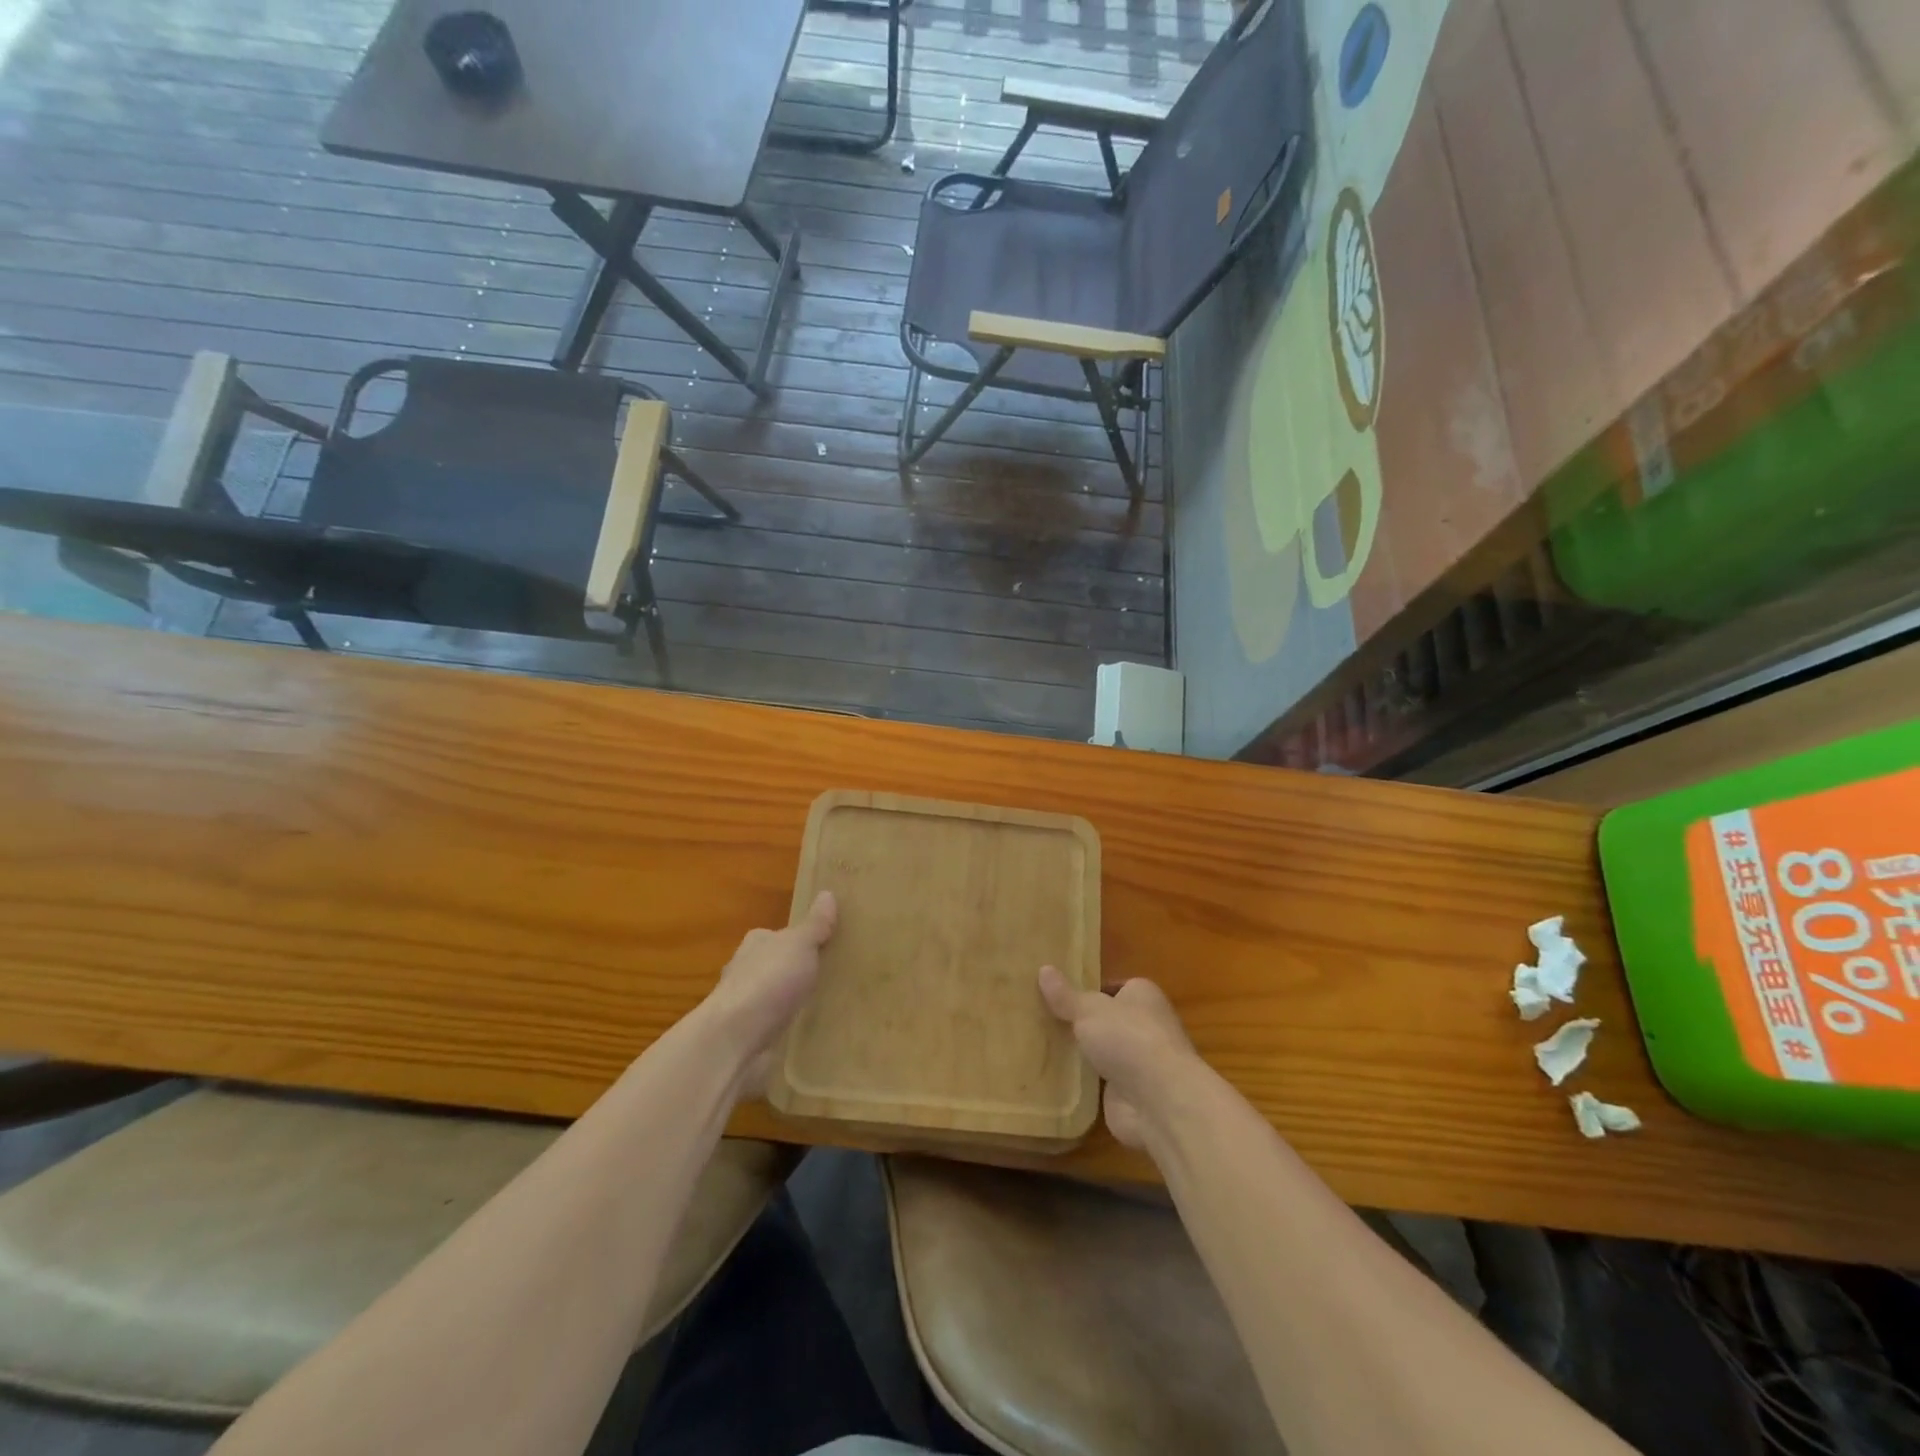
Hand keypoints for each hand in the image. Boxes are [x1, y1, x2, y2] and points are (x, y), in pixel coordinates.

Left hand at [704, 891, 836, 1098]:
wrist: (734, 1040)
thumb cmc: (768, 982)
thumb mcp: (800, 945)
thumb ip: (815, 925)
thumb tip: (827, 893)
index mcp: (755, 944)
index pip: (778, 936)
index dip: (800, 939)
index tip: (826, 947)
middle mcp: (745, 972)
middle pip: (776, 966)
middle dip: (797, 972)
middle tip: (834, 977)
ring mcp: (746, 1008)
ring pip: (776, 999)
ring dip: (793, 1003)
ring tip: (829, 1007)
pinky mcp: (749, 1038)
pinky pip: (776, 1028)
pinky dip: (789, 1029)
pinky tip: (810, 1034)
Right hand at [1038, 967, 1201, 1150]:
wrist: (1158, 1101)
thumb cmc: (1128, 1038)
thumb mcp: (1089, 1009)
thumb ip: (1065, 995)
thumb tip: (1044, 969)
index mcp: (1143, 995)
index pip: (1114, 987)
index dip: (1089, 990)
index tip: (1059, 995)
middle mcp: (1146, 1025)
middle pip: (1107, 1020)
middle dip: (1082, 1023)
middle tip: (1043, 1020)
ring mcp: (1139, 1062)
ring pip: (1103, 1052)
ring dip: (1082, 1054)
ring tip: (1042, 1046)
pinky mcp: (1130, 1094)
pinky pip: (1100, 1082)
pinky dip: (1083, 1082)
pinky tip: (1054, 1078)